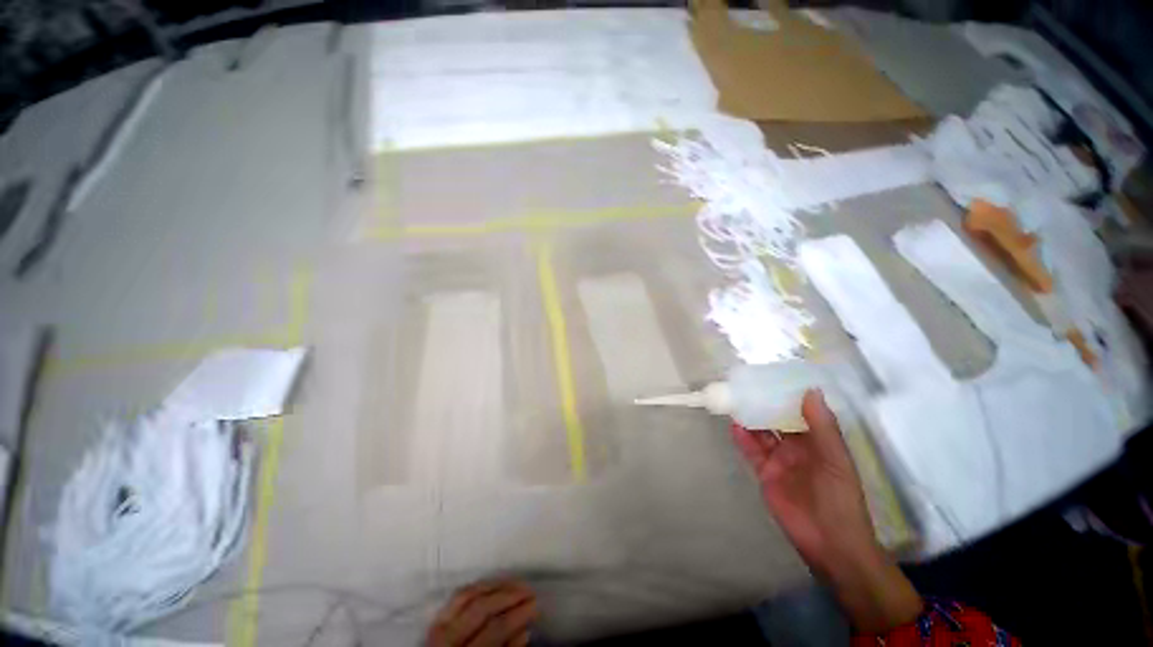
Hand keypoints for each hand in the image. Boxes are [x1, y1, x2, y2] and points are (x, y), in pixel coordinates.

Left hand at [427, 581, 537, 646]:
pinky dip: (478, 587)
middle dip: (509, 596)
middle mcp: (446, 639)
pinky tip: (493, 585)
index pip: (494, 629)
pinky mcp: (436, 620)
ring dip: (495, 586)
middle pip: (481, 608)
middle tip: (529, 590)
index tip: (536, 604)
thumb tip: (524, 632)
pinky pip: (457, 596)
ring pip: (468, 595)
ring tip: (515, 583)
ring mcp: (438, 627)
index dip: (517, 615)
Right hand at [730, 389, 874, 573]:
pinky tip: (734, 426)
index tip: (773, 377)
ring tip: (734, 400)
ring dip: (750, 418)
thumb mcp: (835, 460)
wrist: (829, 542)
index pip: (801, 411)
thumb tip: (810, 390)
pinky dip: (742, 439)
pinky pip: (751, 451)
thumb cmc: (840, 498)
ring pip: (762, 433)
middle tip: (746, 385)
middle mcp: (797, 446)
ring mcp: (779, 459)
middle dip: (763, 404)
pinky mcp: (765, 473)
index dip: (788, 395)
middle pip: (777, 420)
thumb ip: (822, 427)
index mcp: (818, 440)